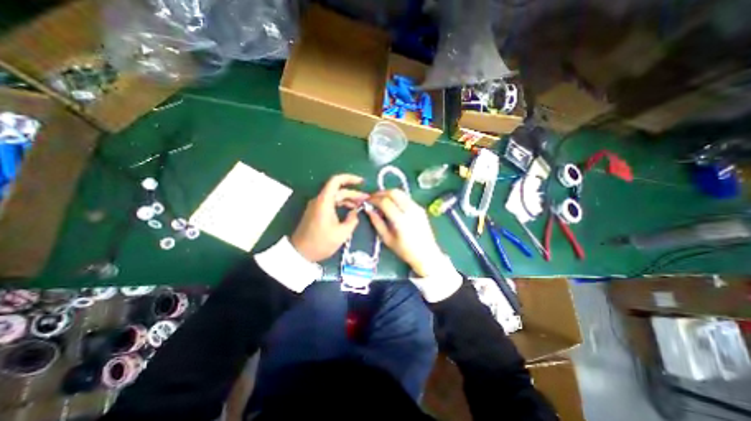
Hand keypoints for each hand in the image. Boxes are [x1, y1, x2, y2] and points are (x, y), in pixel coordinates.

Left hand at [289, 173, 367, 261]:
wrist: (300, 253)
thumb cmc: (321, 243)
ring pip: (335, 197)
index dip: (350, 178)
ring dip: (348, 199)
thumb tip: (355, 213)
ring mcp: (317, 206)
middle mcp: (320, 200)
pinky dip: (342, 204)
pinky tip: (351, 210)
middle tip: (366, 199)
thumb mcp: (342, 233)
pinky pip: (331, 203)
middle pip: (338, 190)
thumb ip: (352, 220)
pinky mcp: (316, 212)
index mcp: (324, 201)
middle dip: (353, 192)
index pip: (336, 180)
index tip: (362, 182)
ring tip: (361, 204)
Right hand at [366, 190, 441, 275]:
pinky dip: (396, 197)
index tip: (367, 201)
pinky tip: (392, 205)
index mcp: (401, 219)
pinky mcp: (420, 208)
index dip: (374, 199)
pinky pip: (406, 197)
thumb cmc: (405, 250)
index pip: (385, 201)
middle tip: (373, 198)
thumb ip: (377, 222)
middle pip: (393, 192)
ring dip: (388, 193)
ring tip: (381, 201)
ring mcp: (417, 207)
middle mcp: (410, 210)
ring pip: (400, 192)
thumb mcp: (387, 239)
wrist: (427, 254)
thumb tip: (368, 209)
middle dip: (381, 193)